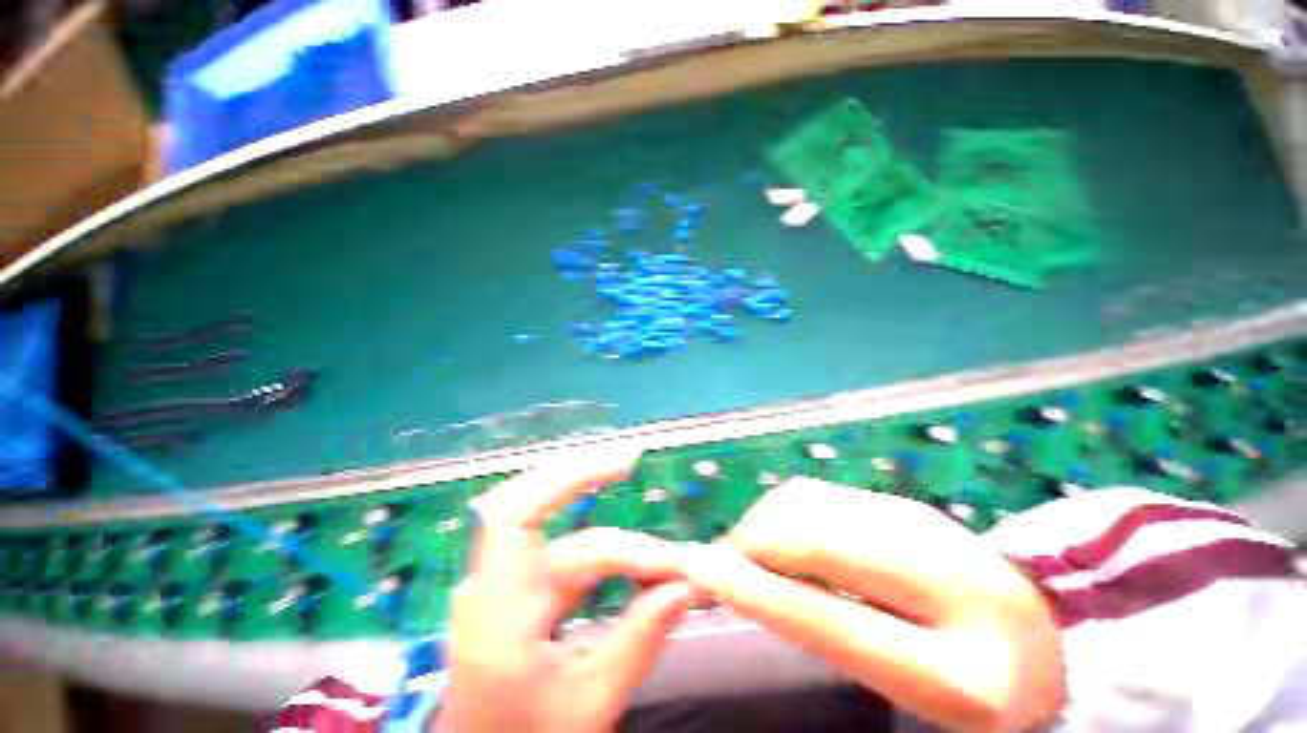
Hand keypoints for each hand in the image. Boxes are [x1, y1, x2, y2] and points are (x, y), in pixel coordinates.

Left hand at [435, 449, 696, 732]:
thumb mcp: (588, 704)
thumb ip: (638, 641)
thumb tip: (686, 585)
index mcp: (499, 613)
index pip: (520, 512)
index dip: (569, 475)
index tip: (624, 463)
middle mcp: (498, 585)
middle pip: (556, 522)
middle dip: (602, 499)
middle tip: (647, 489)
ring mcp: (511, 585)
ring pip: (575, 545)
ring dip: (625, 551)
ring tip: (670, 568)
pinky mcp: (526, 591)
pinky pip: (575, 562)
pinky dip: (613, 563)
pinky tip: (643, 571)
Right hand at [681, 478, 1063, 732]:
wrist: (1037, 634)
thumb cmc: (967, 681)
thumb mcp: (907, 686)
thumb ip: (828, 632)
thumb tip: (747, 579)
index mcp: (957, 665)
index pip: (827, 619)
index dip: (751, 591)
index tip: (696, 568)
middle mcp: (942, 575)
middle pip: (810, 537)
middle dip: (751, 544)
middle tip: (723, 565)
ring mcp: (919, 521)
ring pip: (806, 504)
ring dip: (762, 524)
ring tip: (753, 554)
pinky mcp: (900, 500)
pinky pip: (817, 493)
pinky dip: (782, 511)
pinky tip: (784, 536)